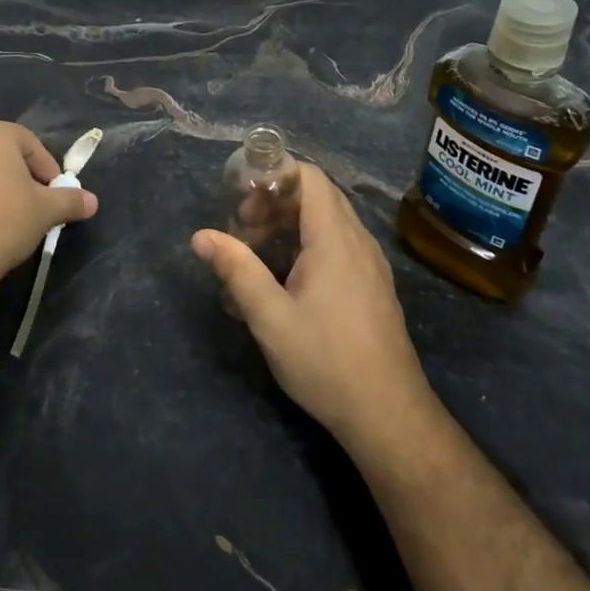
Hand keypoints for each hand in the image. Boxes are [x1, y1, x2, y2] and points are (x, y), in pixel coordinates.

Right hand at [192, 163, 429, 446]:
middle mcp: (358, 241)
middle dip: (275, 201)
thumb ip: (236, 270)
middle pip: (317, 195)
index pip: (309, 177)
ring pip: (329, 221)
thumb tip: (200, 236)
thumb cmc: (325, 361)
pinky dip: (309, 243)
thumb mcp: (270, 318)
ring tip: (258, 253)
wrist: (388, 414)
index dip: (273, 176)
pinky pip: (339, 244)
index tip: (241, 200)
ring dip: (290, 224)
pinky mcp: (373, 285)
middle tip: (242, 228)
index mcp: (335, 239)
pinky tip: (286, 279)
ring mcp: (371, 264)